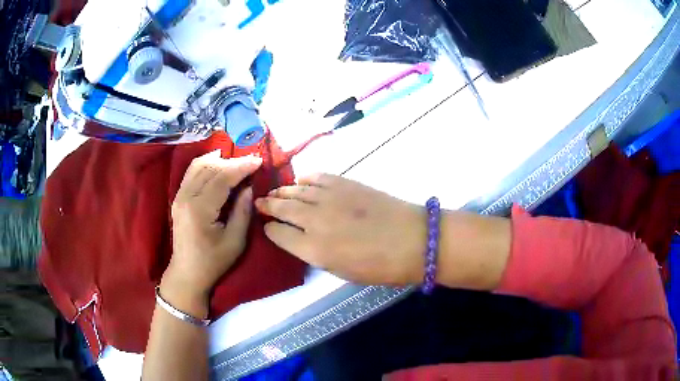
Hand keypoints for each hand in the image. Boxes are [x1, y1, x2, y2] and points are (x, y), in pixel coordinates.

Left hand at [163, 151, 262, 308]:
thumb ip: (242, 211)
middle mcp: (186, 197)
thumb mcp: (235, 241)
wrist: (187, 272)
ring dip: (219, 160)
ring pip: (198, 166)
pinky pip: (191, 172)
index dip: (241, 167)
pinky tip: (217, 161)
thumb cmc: (213, 261)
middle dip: (233, 162)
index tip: (258, 160)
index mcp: (200, 210)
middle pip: (210, 168)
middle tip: (252, 162)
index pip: (221, 178)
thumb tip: (250, 187)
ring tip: (237, 162)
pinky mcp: (178, 197)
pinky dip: (206, 163)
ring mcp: (179, 196)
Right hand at [255, 174, 426, 285]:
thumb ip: (316, 254)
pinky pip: (316, 177)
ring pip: (295, 191)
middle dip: (268, 206)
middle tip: (260, 203)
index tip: (267, 226)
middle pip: (282, 208)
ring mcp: (329, 198)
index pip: (279, 235)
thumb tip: (301, 239)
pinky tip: (300, 181)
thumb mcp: (342, 271)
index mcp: (313, 250)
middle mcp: (314, 221)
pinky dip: (305, 179)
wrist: (413, 240)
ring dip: (282, 192)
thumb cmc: (381, 266)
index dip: (270, 229)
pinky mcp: (344, 183)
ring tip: (274, 193)